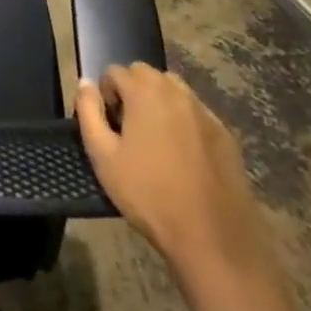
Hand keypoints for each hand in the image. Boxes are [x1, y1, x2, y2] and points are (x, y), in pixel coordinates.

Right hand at [75, 63, 270, 280]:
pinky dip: (183, 121)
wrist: (213, 239)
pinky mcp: (226, 136)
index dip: (105, 93)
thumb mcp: (102, 155)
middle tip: (127, 128)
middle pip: (146, 74)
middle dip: (131, 91)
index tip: (107, 124)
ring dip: (158, 102)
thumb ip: (88, 112)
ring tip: (153, 138)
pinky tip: (181, 155)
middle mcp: (178, 93)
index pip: (115, 71)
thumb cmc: (149, 194)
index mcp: (145, 93)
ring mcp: (206, 114)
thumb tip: (84, 83)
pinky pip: (196, 113)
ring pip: (174, 90)